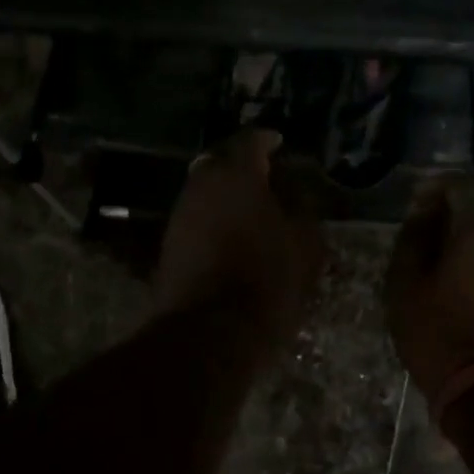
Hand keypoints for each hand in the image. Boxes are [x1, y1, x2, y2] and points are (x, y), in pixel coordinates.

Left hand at [152, 130, 323, 342]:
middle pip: (222, 163)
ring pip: (206, 190)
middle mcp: (201, 185)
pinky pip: (198, 217)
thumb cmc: (266, 280)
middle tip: (268, 177)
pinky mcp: (169, 244)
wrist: (208, 333)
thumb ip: (301, 209)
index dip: (267, 140)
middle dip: (243, 166)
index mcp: (236, 175)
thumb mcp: (303, 244)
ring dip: (227, 194)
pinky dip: (215, 218)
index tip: (279, 143)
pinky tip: (235, 234)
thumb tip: (295, 191)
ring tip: (254, 209)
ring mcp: (180, 215)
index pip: (251, 141)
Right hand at [385, 175, 473, 404]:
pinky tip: (461, 291)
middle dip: (451, 218)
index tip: (414, 206)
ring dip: (467, 245)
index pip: (463, 184)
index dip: (436, 188)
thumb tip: (423, 213)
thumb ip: (413, 239)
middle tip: (421, 241)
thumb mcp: (406, 284)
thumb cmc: (441, 332)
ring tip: (437, 271)